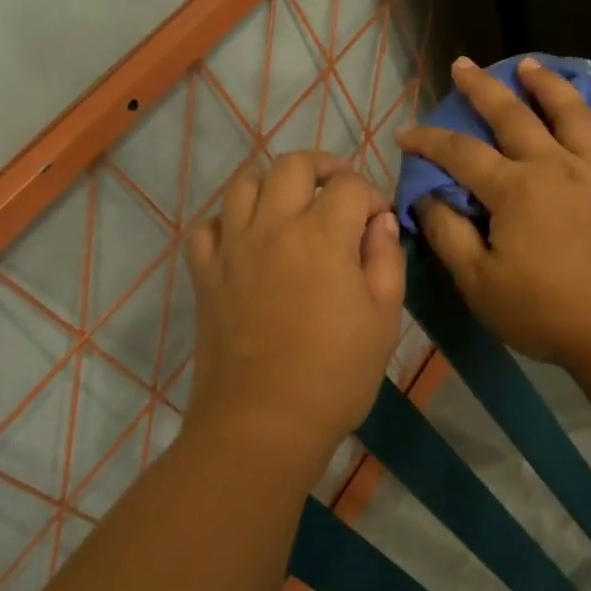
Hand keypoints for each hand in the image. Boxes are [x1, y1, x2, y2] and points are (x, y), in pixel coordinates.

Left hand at [184, 151, 403, 471]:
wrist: (263, 425)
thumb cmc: (336, 374)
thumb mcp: (384, 318)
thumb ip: (386, 259)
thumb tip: (380, 223)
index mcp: (322, 235)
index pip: (350, 186)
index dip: (372, 197)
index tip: (380, 224)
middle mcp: (273, 227)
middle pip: (293, 165)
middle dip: (324, 167)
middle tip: (340, 193)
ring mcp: (232, 248)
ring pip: (244, 183)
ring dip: (274, 185)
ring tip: (293, 207)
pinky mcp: (205, 274)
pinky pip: (208, 226)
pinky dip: (229, 221)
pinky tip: (248, 241)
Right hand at [398, 57, 590, 381]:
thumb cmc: (544, 311)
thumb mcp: (479, 283)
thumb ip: (448, 235)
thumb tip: (428, 198)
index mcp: (515, 189)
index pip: (460, 153)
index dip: (428, 140)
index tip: (404, 134)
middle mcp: (553, 167)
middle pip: (513, 115)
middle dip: (482, 87)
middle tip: (463, 65)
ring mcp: (590, 173)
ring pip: (567, 113)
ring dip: (545, 84)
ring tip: (528, 66)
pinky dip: (582, 116)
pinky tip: (576, 115)